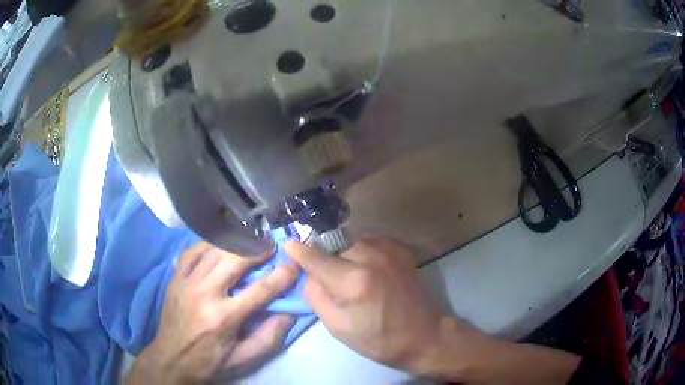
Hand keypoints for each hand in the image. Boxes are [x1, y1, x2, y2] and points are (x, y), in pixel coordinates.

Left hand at [128, 241, 300, 383]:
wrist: (171, 359)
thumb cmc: (210, 362)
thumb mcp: (244, 358)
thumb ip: (269, 337)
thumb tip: (290, 312)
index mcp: (224, 318)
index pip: (260, 290)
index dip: (282, 276)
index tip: (295, 265)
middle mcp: (205, 293)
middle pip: (236, 260)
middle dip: (258, 250)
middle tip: (271, 246)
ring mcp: (187, 282)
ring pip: (214, 250)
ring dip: (236, 243)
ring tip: (250, 242)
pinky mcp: (175, 278)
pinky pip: (192, 252)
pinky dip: (208, 244)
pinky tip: (219, 245)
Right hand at [285, 236, 461, 372]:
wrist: (424, 336)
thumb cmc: (378, 339)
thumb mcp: (338, 327)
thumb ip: (316, 296)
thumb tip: (309, 274)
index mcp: (353, 280)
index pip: (316, 256)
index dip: (299, 251)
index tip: (289, 245)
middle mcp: (371, 256)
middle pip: (333, 245)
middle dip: (325, 257)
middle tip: (329, 277)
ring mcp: (390, 250)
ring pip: (352, 240)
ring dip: (343, 253)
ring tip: (350, 275)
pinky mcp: (401, 250)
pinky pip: (370, 241)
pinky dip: (361, 252)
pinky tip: (368, 270)